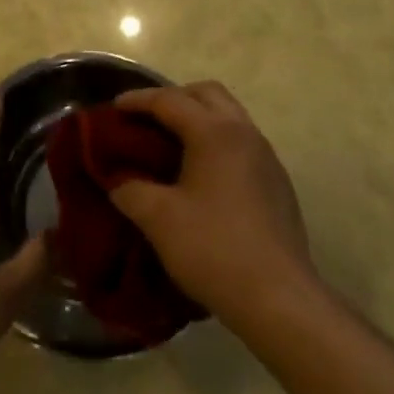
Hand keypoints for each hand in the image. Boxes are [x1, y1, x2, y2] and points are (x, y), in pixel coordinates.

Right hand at [107, 81, 315, 328]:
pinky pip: (242, 141)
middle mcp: (243, 132)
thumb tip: (116, 181)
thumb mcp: (159, 220)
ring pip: (229, 114)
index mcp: (214, 131)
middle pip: (206, 93)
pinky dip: (218, 141)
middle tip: (147, 119)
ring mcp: (266, 156)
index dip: (138, 100)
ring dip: (199, 118)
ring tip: (173, 143)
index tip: (113, 108)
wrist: (280, 300)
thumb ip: (130, 191)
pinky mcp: (278, 181)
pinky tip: (204, 174)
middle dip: (174, 98)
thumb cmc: (214, 250)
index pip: (169, 100)